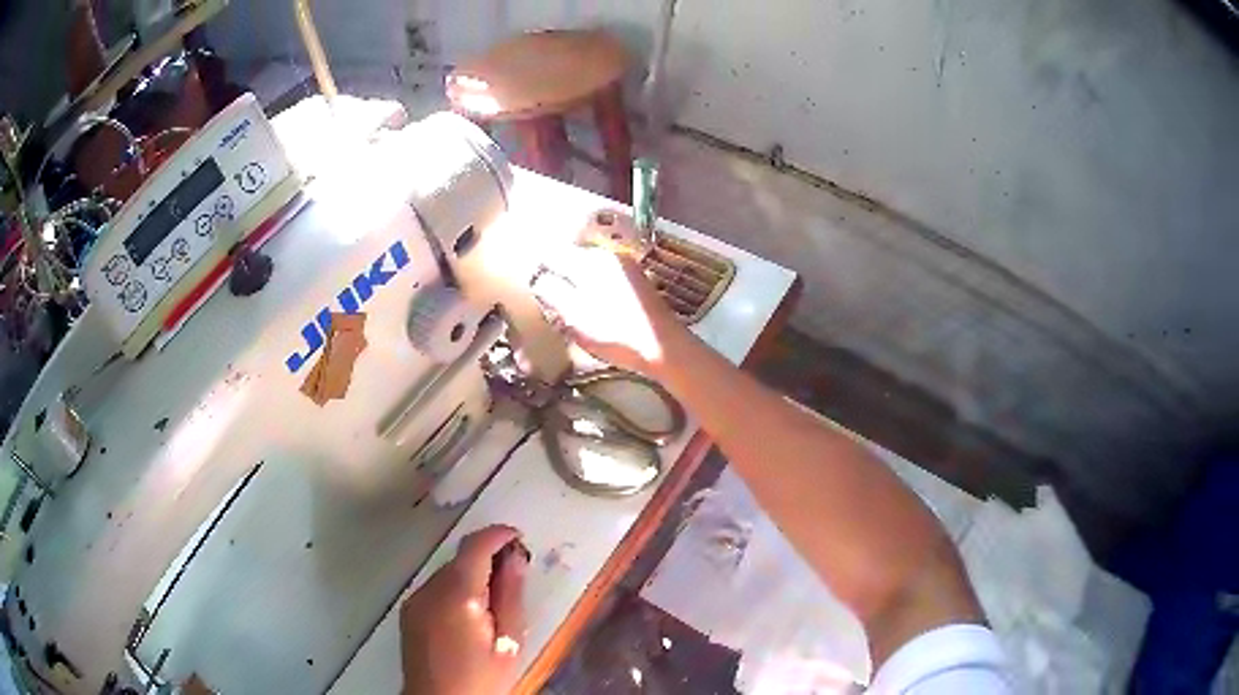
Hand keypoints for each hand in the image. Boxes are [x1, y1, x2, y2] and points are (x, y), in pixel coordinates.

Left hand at [400, 526, 529, 694]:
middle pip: (461, 559)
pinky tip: (470, 618)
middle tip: (515, 579)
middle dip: (488, 560)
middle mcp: (429, 589)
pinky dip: (455, 591)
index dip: (498, 535)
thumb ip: (511, 595)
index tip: (518, 538)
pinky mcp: (409, 614)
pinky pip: (436, 590)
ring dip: (471, 577)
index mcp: (457, 593)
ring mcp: (415, 601)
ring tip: (494, 606)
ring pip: (448, 574)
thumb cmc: (481, 678)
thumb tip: (516, 557)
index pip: (475, 546)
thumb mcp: (508, 641)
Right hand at [531, 216, 683, 376]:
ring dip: (576, 287)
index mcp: (590, 261)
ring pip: (588, 271)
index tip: (532, 289)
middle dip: (558, 278)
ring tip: (569, 311)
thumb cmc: (616, 333)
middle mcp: (608, 256)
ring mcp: (626, 268)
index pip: (553, 254)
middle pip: (572, 261)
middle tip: (549, 303)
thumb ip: (552, 292)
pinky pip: (605, 280)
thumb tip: (539, 279)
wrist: (665, 348)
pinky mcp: (637, 283)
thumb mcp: (575, 316)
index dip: (539, 271)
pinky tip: (594, 313)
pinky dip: (594, 292)